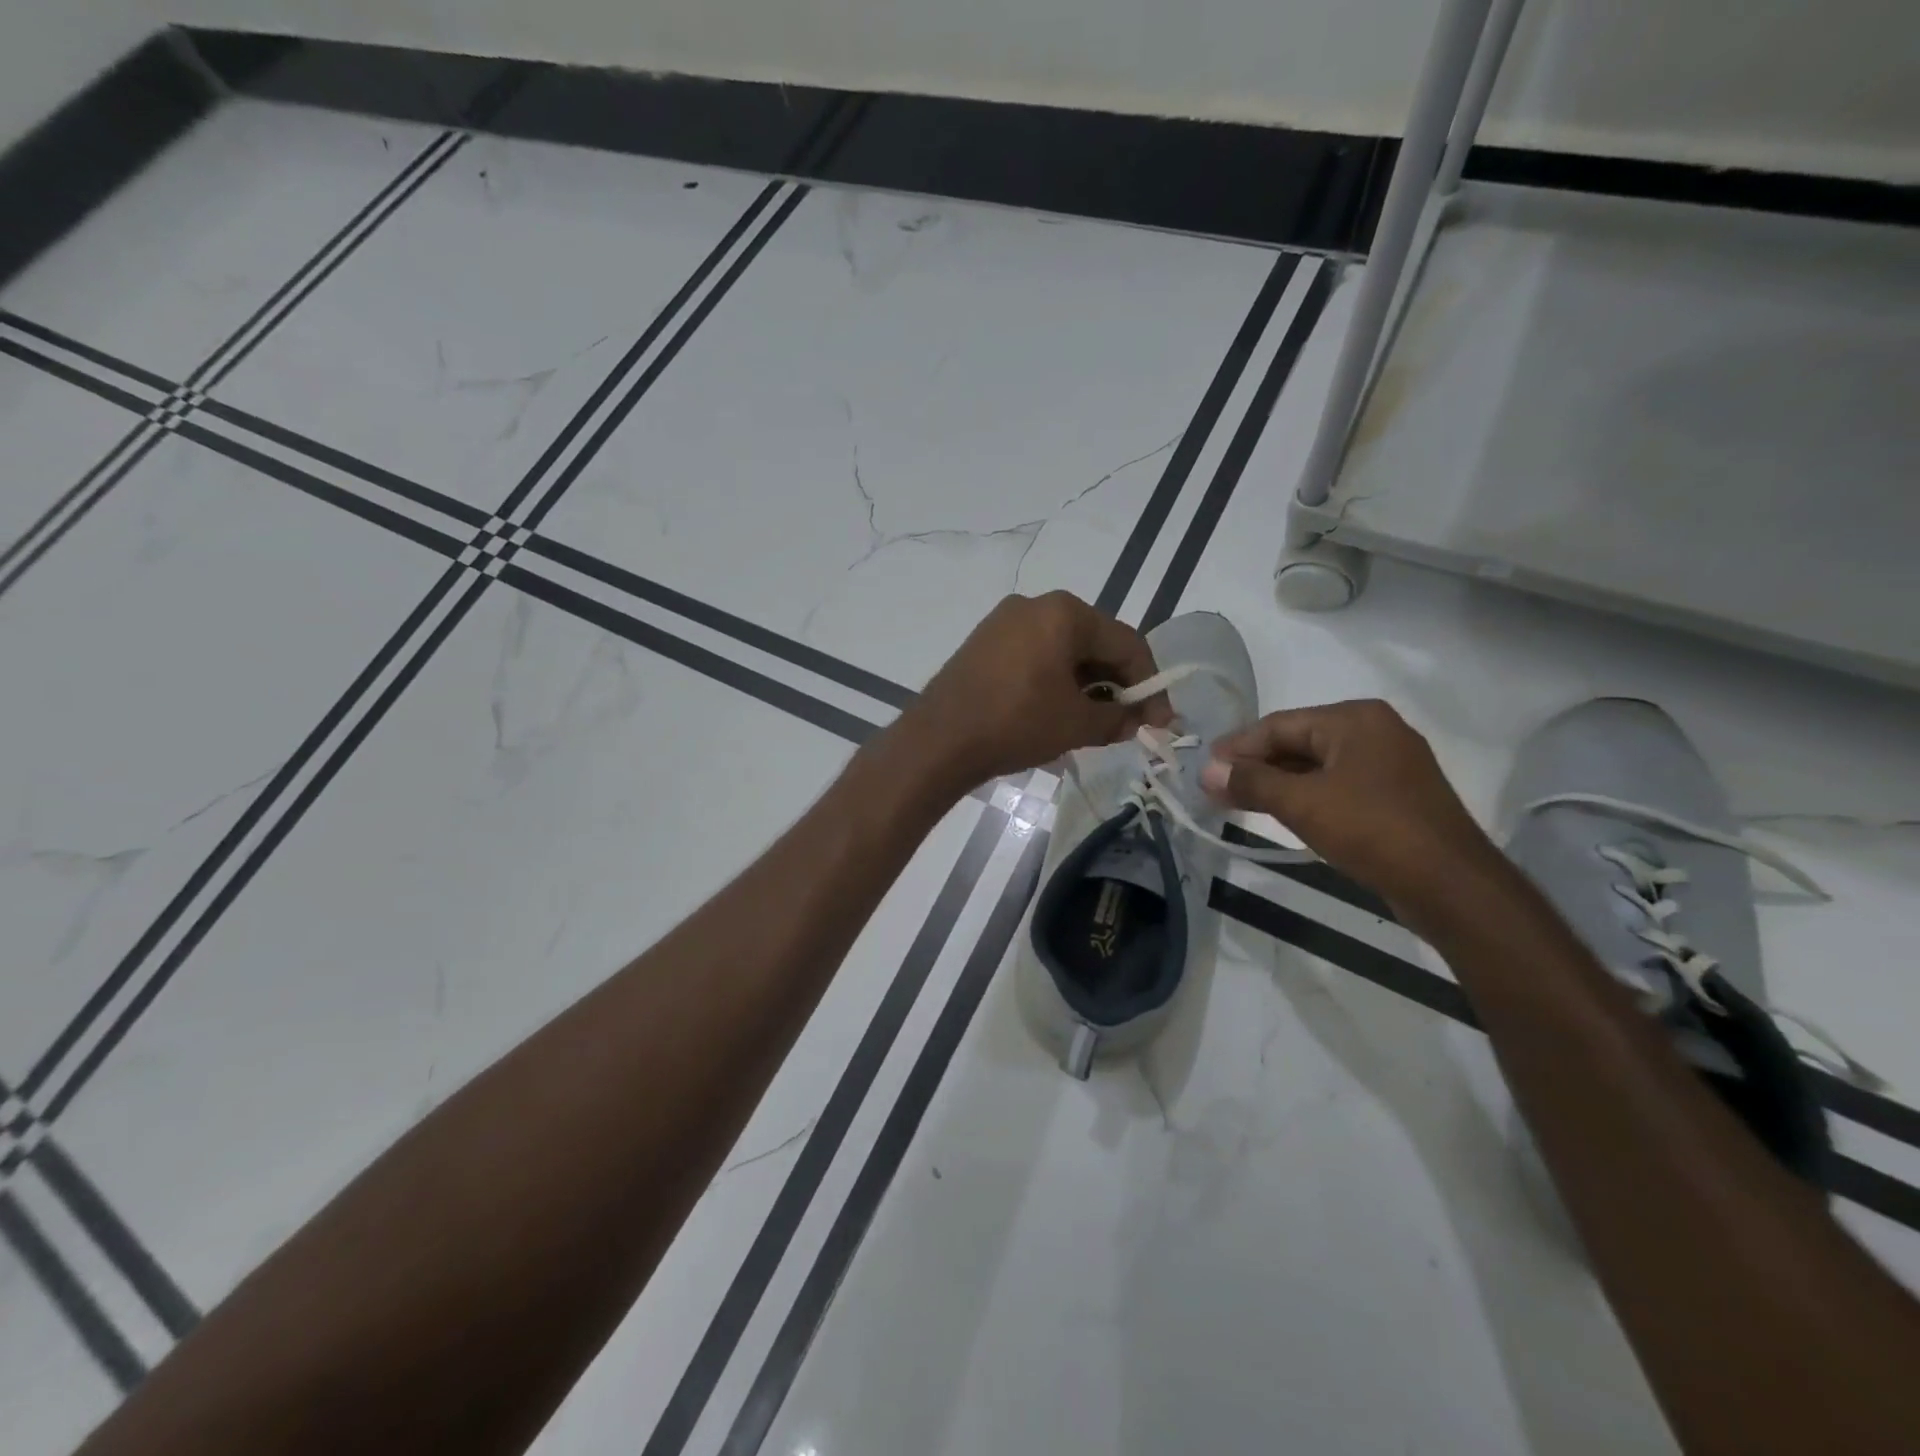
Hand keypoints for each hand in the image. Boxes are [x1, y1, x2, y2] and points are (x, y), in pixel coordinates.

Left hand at [897, 592, 1168, 790]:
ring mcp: (1004, 621)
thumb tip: (1140, 720)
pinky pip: (1035, 655)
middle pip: (1094, 642)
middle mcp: (1035, 605)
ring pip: (1063, 650)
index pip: (1126, 643)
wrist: (939, 740)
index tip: (1161, 720)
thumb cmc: (1016, 723)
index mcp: (1065, 613)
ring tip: (1094, 722)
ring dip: (1086, 684)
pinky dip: (1055, 680)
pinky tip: (1057, 711)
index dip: (1149, 684)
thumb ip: (1119, 718)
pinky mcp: (984, 642)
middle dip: (1116, 684)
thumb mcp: (1077, 724)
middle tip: (1128, 722)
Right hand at [1200, 699, 1502, 911]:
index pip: (1279, 724)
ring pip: (1317, 766)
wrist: (1450, 885)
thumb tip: (1206, 771)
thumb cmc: (1371, 830)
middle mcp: (1375, 731)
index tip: (1205, 766)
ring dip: (1278, 782)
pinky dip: (1306, 795)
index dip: (1238, 746)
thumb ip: (1251, 782)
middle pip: (1298, 742)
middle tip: (1217, 786)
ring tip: (1239, 801)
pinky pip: (1338, 785)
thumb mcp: (1302, 803)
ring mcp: (1390, 764)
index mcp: (1355, 719)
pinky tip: (1282, 811)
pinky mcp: (1396, 795)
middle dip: (1256, 765)